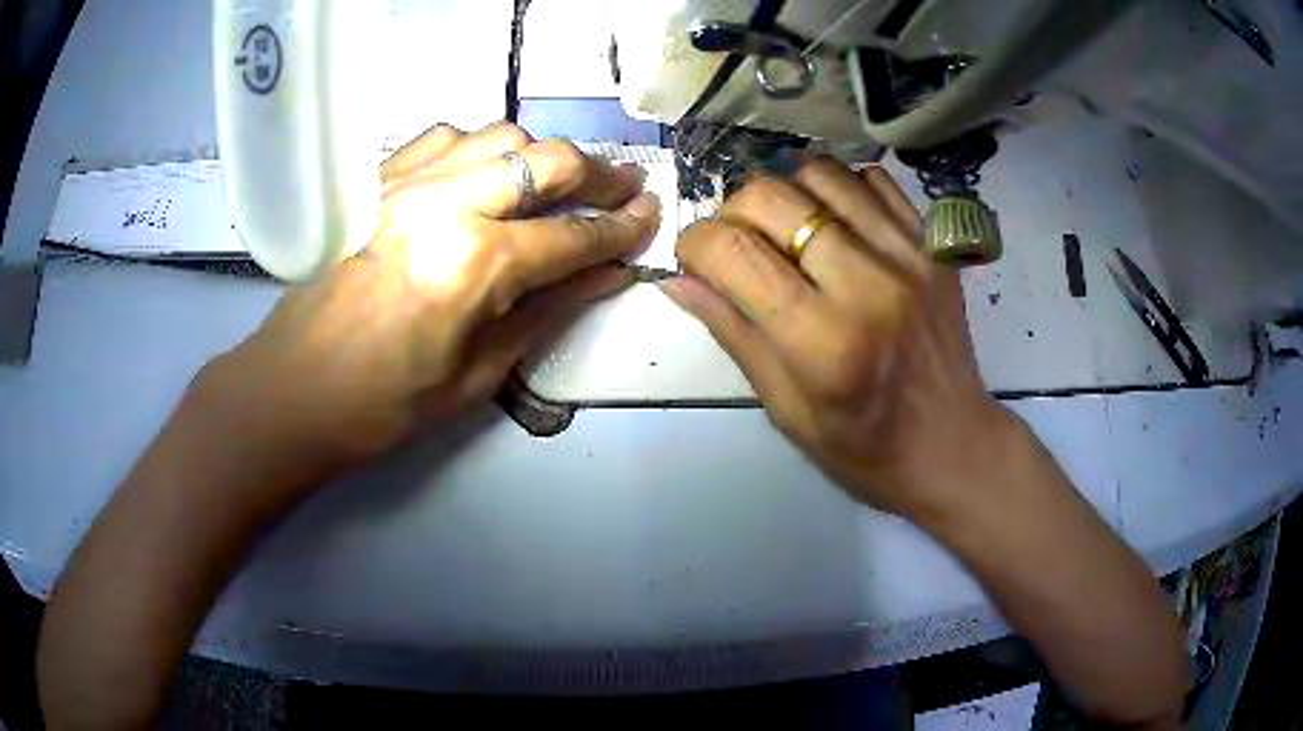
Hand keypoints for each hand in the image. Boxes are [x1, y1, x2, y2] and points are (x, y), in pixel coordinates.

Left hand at [194, 122, 660, 497]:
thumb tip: (606, 275)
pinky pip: (444, 136)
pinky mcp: (377, 181)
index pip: (573, 237)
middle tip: (625, 188)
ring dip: (542, 155)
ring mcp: (406, 183)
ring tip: (558, 182)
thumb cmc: (384, 405)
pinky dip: (480, 147)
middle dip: (599, 174)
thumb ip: (547, 311)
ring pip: (500, 135)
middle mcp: (446, 205)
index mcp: (475, 266)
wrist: (292, 389)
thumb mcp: (478, 374)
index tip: (652, 218)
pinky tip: (485, 171)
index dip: (622, 230)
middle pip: (547, 162)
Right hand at [662, 158, 1012, 517]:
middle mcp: (867, 283)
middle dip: (732, 211)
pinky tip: (833, 221)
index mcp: (822, 341)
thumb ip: (733, 333)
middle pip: (772, 197)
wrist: (951, 443)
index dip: (695, 243)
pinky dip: (838, 188)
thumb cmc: (863, 446)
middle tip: (735, 243)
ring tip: (783, 227)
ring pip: (820, 173)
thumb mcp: (785, 409)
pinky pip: (873, 180)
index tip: (693, 259)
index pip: (734, 252)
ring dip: (784, 192)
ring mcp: (908, 255)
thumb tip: (679, 280)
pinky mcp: (934, 244)